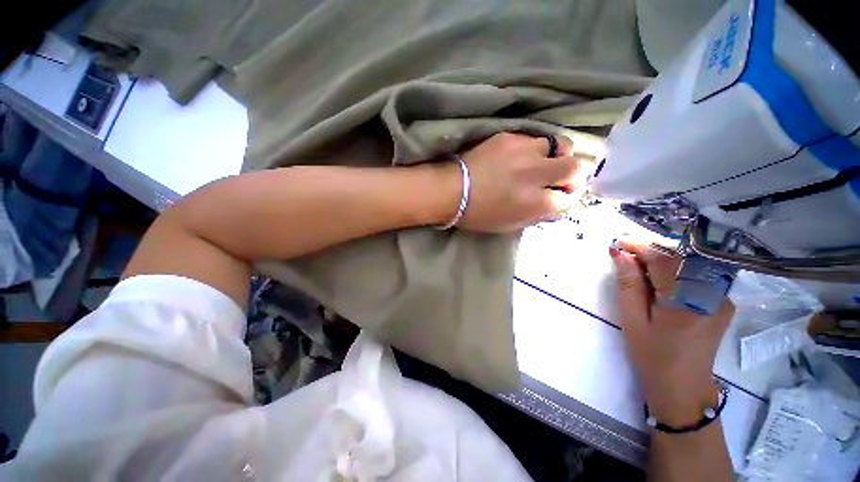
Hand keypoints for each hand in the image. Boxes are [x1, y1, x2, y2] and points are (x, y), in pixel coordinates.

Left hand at [446, 132, 579, 232]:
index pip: (568, 198)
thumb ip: (537, 213)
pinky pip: (534, 139)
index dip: (563, 197)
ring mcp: (525, 152)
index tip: (555, 195)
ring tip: (537, 162)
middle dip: (571, 174)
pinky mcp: (511, 138)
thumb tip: (553, 201)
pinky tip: (518, 156)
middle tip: (557, 177)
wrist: (452, 191)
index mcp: (536, 203)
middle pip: (574, 168)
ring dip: (553, 156)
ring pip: (559, 146)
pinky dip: (532, 149)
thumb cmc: (478, 214)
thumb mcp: (510, 224)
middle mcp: (537, 175)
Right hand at [610, 239, 733, 426]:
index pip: (665, 261)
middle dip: (651, 252)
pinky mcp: (722, 302)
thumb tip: (620, 254)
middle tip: (625, 254)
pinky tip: (658, 279)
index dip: (641, 247)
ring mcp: (722, 299)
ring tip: (637, 266)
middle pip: (681, 259)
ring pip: (689, 265)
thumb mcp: (633, 320)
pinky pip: (697, 276)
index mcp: (688, 303)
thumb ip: (628, 284)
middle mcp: (713, 296)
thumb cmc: (652, 356)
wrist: (683, 388)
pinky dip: (674, 271)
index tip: (619, 242)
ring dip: (662, 260)